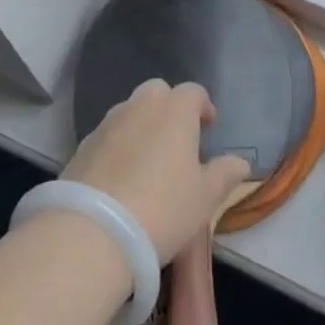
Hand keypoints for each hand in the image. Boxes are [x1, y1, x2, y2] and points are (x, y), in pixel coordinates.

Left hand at [63, 79, 252, 264]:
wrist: (93, 232)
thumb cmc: (162, 208)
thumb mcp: (205, 197)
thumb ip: (224, 174)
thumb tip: (241, 162)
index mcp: (174, 110)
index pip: (193, 92)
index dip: (203, 106)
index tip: (208, 126)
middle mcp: (140, 106)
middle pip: (158, 92)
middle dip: (170, 108)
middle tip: (178, 140)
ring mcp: (107, 123)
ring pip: (130, 111)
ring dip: (142, 125)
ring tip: (149, 161)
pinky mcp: (82, 145)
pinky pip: (108, 135)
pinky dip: (118, 146)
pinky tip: (121, 177)